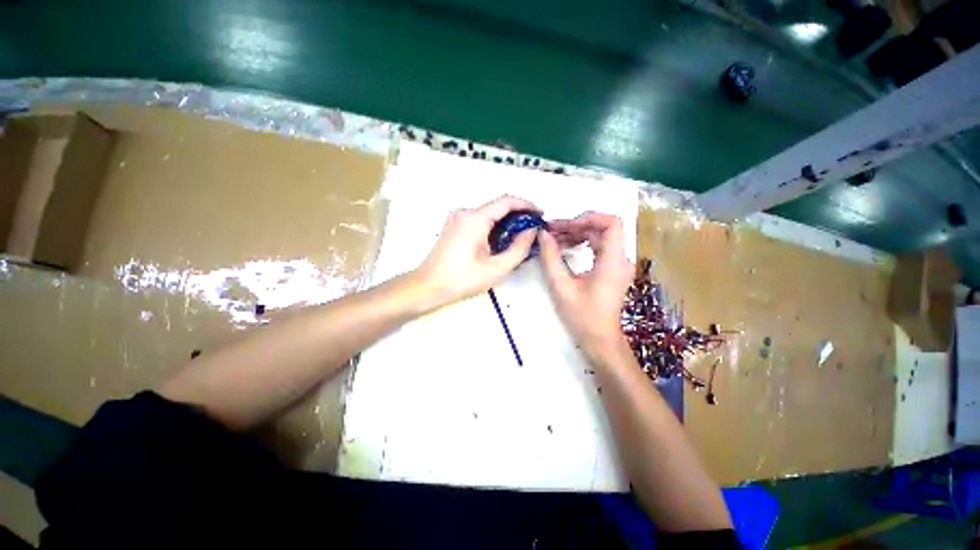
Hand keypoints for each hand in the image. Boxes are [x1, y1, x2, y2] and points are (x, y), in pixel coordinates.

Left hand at [414, 195, 540, 307]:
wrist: (428, 287)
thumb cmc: (461, 280)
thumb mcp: (496, 268)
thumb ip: (519, 248)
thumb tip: (531, 232)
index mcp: (475, 218)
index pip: (506, 201)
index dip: (527, 205)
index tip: (540, 214)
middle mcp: (465, 212)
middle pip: (497, 206)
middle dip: (518, 215)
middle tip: (532, 230)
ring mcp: (457, 218)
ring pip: (489, 213)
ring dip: (506, 222)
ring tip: (520, 238)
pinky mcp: (454, 225)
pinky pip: (479, 220)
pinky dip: (493, 226)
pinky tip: (501, 241)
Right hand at [539, 212, 633, 359]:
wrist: (599, 339)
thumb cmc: (582, 316)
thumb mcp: (561, 287)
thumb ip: (551, 258)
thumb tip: (543, 235)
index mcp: (612, 262)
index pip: (612, 223)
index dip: (589, 217)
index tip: (565, 225)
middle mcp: (620, 259)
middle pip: (602, 229)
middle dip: (576, 226)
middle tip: (551, 231)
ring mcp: (617, 264)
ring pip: (600, 237)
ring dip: (577, 234)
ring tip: (554, 239)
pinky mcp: (612, 269)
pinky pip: (599, 247)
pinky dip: (582, 244)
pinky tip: (565, 248)